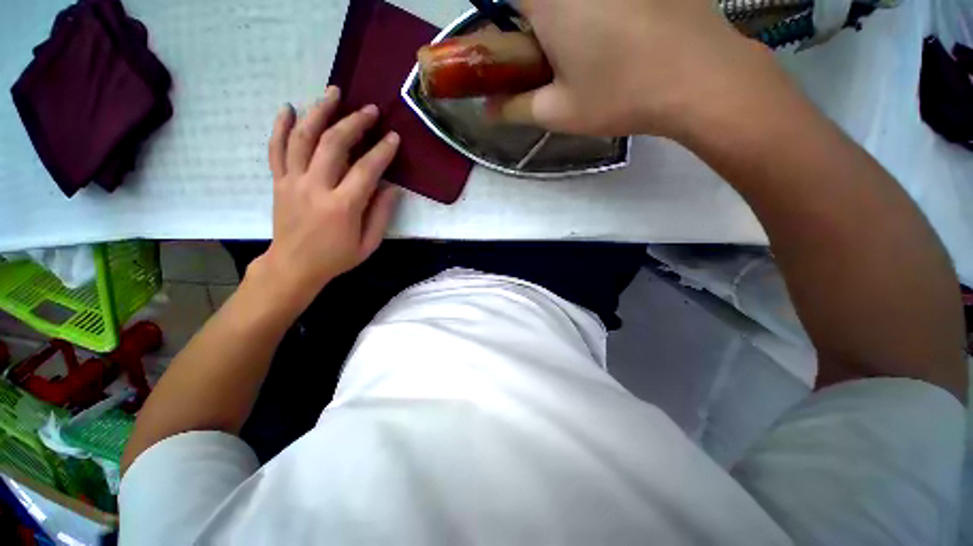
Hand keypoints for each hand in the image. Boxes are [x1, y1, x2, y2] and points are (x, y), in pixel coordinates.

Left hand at [250, 86, 400, 308]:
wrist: (293, 266)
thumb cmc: (336, 258)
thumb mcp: (369, 244)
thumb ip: (381, 214)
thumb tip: (392, 187)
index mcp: (343, 207)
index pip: (366, 170)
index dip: (382, 151)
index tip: (393, 137)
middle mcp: (316, 188)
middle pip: (334, 144)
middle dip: (354, 123)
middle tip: (369, 110)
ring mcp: (293, 182)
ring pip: (303, 138)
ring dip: (319, 112)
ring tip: (333, 93)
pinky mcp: (278, 182)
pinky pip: (276, 149)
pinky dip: (281, 126)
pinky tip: (289, 108)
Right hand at [495, 0, 776, 137]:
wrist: (700, 78)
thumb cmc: (621, 96)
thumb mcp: (558, 112)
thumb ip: (515, 108)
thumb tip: (487, 110)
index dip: (502, 15)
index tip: (511, 41)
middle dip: (533, 21)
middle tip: (546, 52)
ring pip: (568, 1)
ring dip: (563, 20)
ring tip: (586, 48)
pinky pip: (601, 0)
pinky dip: (597, 15)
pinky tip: (615, 34)